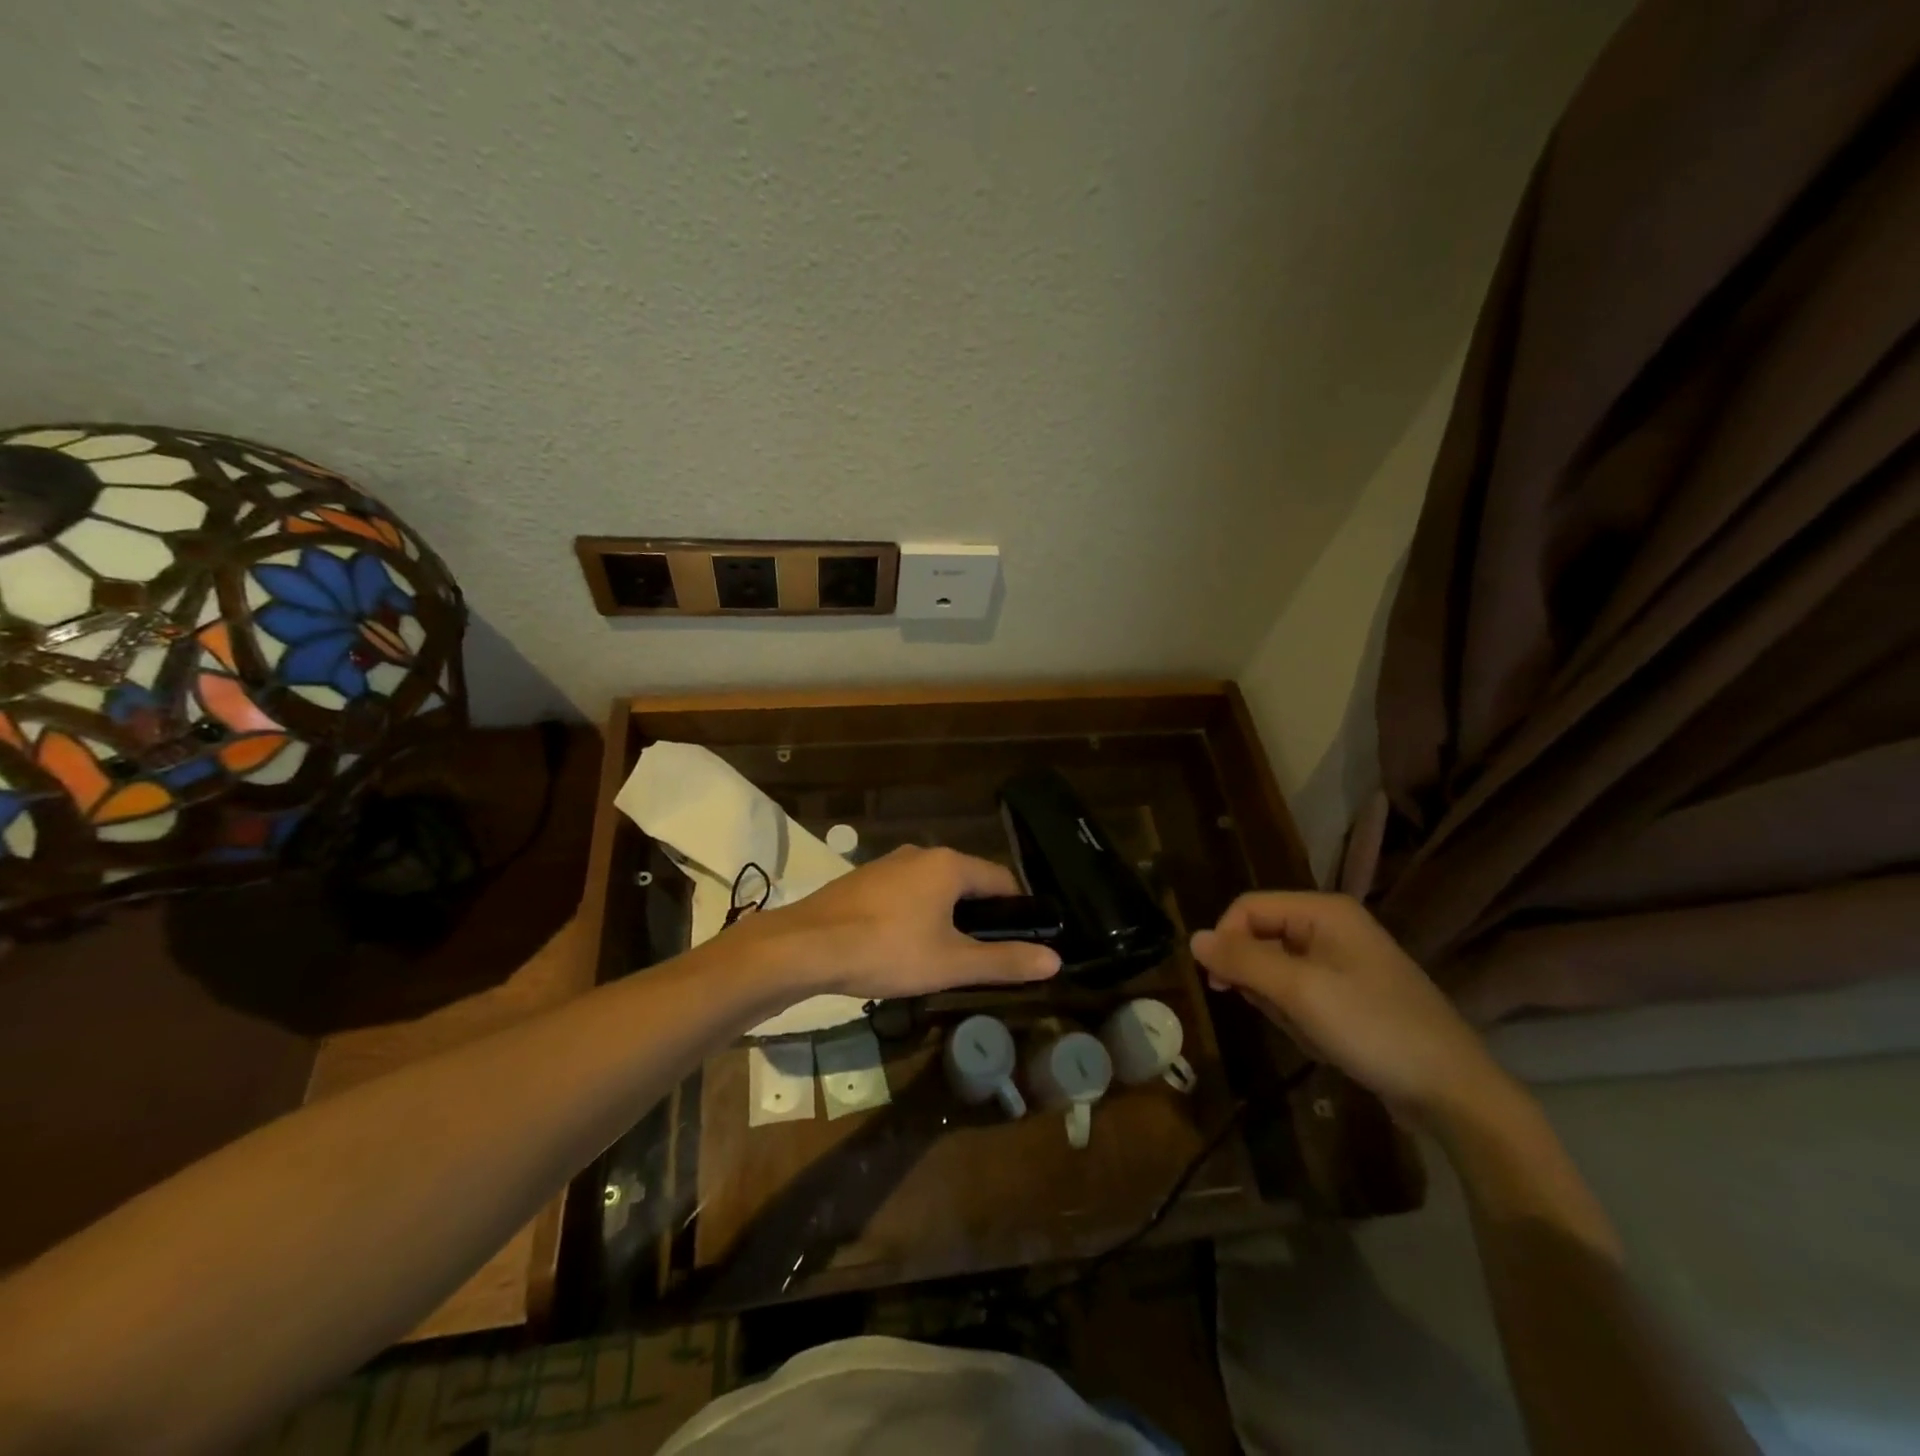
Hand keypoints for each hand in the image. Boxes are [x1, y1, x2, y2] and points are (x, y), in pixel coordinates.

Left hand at [744, 845, 1060, 999]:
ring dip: (947, 915)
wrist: (806, 946)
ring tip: (946, 956)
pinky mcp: (863, 880)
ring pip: (934, 887)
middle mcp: (921, 854)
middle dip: (981, 915)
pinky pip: (906, 893)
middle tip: (984, 956)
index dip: (1018, 910)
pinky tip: (905, 945)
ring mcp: (888, 864)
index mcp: (949, 865)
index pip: (1001, 880)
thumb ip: (1004, 961)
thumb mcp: (951, 963)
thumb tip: (1054, 960)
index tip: (1024, 941)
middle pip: (968, 881)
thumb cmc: (887, 951)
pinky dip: (917, 914)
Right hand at [1190, 891, 1512, 1131]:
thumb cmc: (1373, 1029)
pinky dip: (1300, 1017)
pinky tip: (1324, 1041)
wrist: (1453, 1091)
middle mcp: (1332, 927)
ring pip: (1278, 970)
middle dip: (1259, 979)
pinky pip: (1302, 993)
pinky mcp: (1352, 993)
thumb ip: (1243, 961)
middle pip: (1261, 937)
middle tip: (1277, 1013)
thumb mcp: (1299, 992)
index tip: (1220, 984)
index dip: (1226, 940)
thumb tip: (1193, 938)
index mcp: (1323, 912)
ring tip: (1310, 1031)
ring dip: (1280, 1004)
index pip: (1248, 908)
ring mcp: (1344, 961)